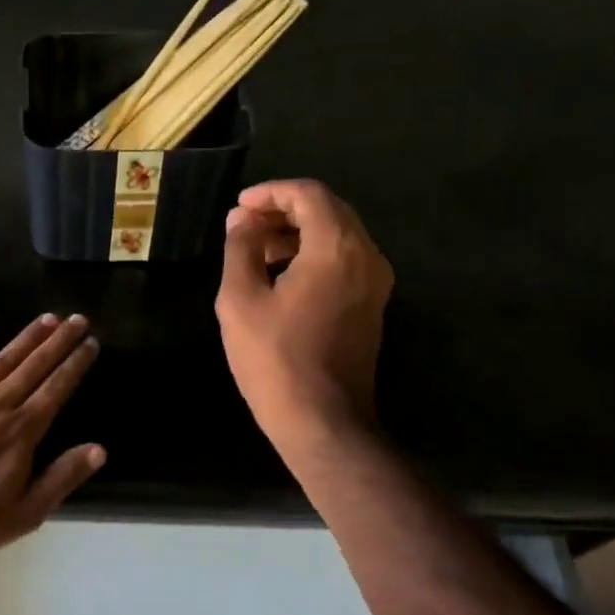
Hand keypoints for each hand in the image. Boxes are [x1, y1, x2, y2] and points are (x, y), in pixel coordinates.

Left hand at [0, 314, 104, 556]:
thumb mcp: (27, 512)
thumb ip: (62, 477)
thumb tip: (99, 450)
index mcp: (23, 429)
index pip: (57, 388)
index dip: (75, 363)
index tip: (91, 342)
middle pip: (35, 365)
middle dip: (59, 341)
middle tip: (77, 318)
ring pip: (2, 359)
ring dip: (27, 337)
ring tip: (46, 318)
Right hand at [216, 180, 393, 454]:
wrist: (323, 421)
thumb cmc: (275, 359)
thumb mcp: (241, 300)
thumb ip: (240, 249)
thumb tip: (241, 219)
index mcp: (337, 248)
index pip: (308, 194)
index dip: (270, 192)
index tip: (238, 207)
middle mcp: (367, 256)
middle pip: (328, 210)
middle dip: (283, 210)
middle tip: (244, 225)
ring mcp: (376, 282)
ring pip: (338, 234)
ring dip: (298, 232)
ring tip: (255, 250)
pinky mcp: (373, 305)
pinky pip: (345, 260)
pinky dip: (313, 254)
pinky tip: (280, 274)